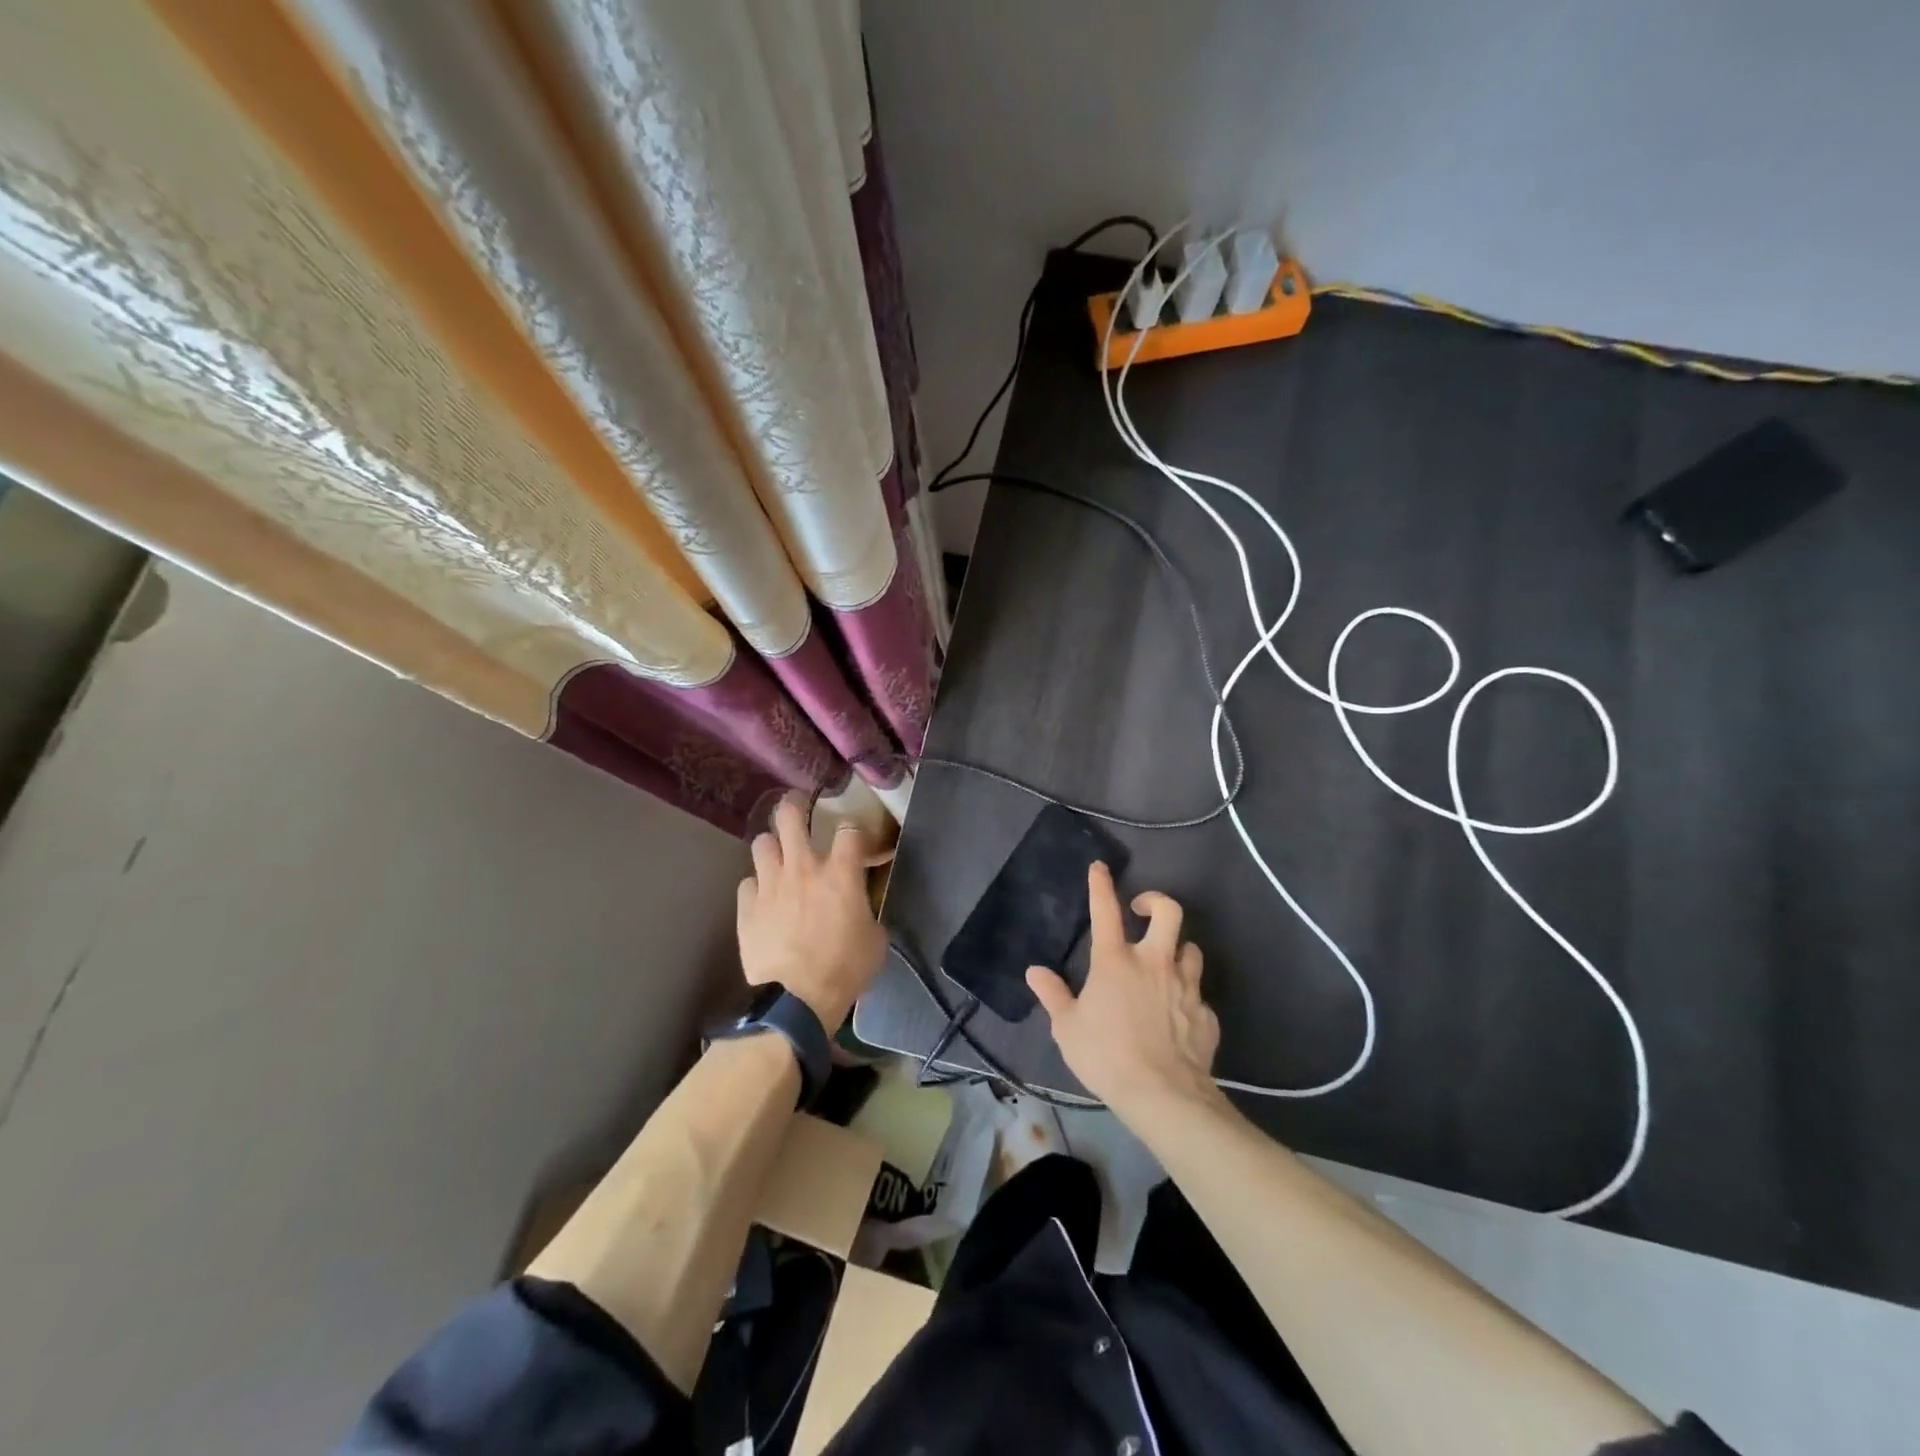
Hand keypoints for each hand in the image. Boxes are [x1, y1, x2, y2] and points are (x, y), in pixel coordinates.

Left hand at [737, 795, 885, 1029]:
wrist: (797, 1001)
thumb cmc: (845, 969)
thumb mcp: (875, 939)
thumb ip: (866, 911)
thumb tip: (861, 907)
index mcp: (840, 873)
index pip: (849, 830)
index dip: (856, 833)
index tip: (860, 845)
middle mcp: (802, 868)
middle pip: (790, 816)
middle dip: (795, 807)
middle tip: (799, 810)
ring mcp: (769, 885)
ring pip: (762, 843)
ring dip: (772, 847)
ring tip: (778, 856)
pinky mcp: (746, 908)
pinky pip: (747, 883)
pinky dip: (757, 887)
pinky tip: (763, 899)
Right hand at [1026, 862, 1222, 1120]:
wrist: (1164, 1096)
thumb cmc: (1106, 1056)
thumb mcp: (1067, 1028)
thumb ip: (1053, 995)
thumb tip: (1034, 972)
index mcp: (1116, 961)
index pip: (1106, 910)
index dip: (1101, 885)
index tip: (1099, 867)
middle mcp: (1155, 963)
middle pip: (1169, 912)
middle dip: (1156, 901)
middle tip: (1142, 910)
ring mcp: (1185, 987)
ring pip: (1190, 949)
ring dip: (1177, 949)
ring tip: (1164, 963)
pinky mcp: (1205, 1014)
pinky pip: (1198, 995)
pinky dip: (1187, 997)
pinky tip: (1177, 1015)